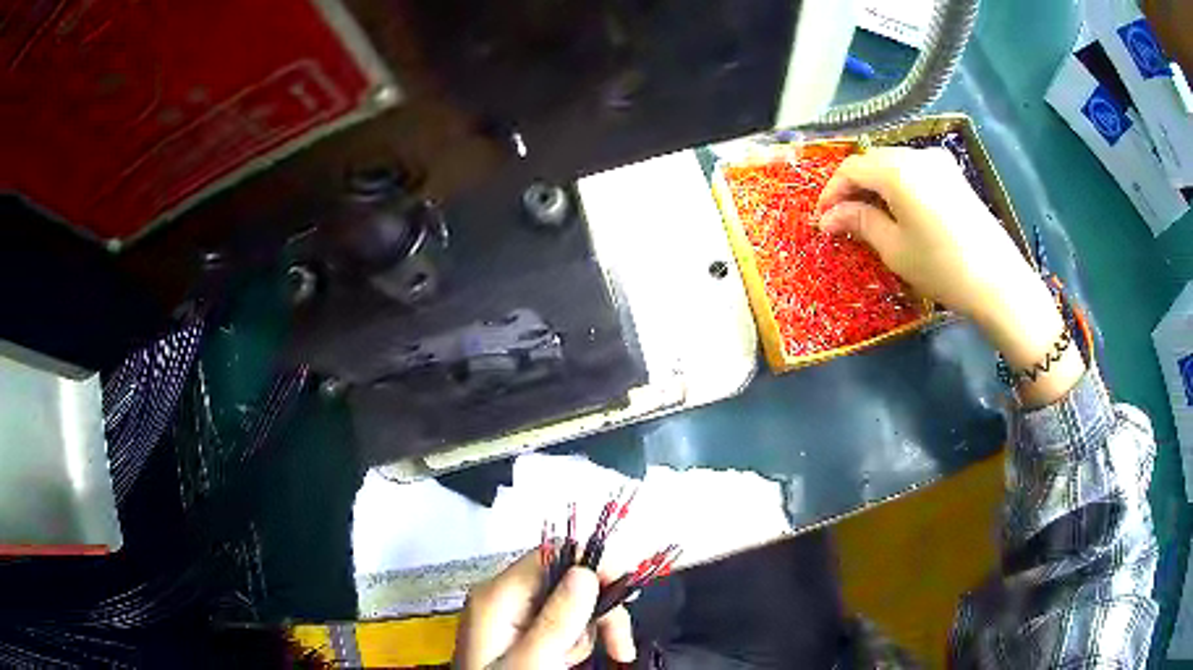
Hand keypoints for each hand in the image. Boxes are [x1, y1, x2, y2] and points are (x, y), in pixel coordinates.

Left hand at [454, 553, 635, 668]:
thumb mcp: (535, 661)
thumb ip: (558, 618)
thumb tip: (586, 571)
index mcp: (497, 595)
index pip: (552, 554)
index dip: (593, 566)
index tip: (624, 594)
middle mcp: (503, 596)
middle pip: (566, 579)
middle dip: (595, 611)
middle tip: (616, 646)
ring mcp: (511, 613)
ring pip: (570, 602)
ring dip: (585, 631)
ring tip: (573, 661)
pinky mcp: (521, 629)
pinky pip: (561, 621)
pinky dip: (574, 640)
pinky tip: (566, 660)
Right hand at [814, 146, 1084, 405]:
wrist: (998, 282)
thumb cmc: (942, 268)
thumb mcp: (895, 248)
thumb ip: (860, 222)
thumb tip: (830, 217)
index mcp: (898, 170)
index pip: (852, 168)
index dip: (832, 191)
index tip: (823, 218)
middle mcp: (917, 155)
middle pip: (873, 161)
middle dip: (853, 187)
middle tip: (842, 219)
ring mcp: (939, 162)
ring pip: (894, 163)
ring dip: (876, 185)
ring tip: (868, 216)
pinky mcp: (954, 175)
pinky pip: (915, 170)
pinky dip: (898, 185)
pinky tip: (898, 210)